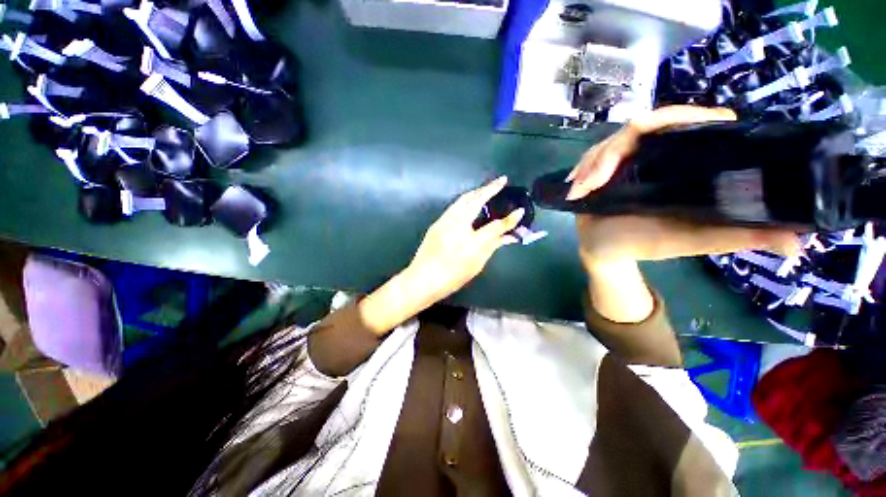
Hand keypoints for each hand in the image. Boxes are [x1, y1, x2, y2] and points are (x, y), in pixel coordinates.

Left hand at [403, 176, 524, 306]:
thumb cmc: (452, 275)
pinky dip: (465, 200)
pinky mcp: (437, 223)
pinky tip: (470, 202)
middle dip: (489, 188)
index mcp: (470, 239)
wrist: (422, 279)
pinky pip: (454, 206)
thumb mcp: (476, 263)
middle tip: (500, 180)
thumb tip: (509, 236)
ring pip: (462, 200)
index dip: (509, 219)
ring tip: (487, 188)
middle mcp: (456, 223)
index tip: (520, 210)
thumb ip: (493, 246)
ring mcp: (444, 221)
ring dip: (476, 192)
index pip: (495, 225)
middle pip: (475, 200)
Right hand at [566, 106, 800, 270]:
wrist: (605, 249)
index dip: (685, 116)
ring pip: (609, 143)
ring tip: (583, 189)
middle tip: (597, 179)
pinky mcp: (598, 170)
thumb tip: (798, 242)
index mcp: (678, 163)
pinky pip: (590, 158)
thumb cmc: (646, 244)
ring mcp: (622, 160)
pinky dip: (583, 170)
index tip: (684, 128)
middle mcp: (651, 154)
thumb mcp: (692, 241)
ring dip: (593, 164)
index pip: (686, 124)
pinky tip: (577, 187)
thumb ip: (736, 237)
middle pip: (640, 128)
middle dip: (615, 151)